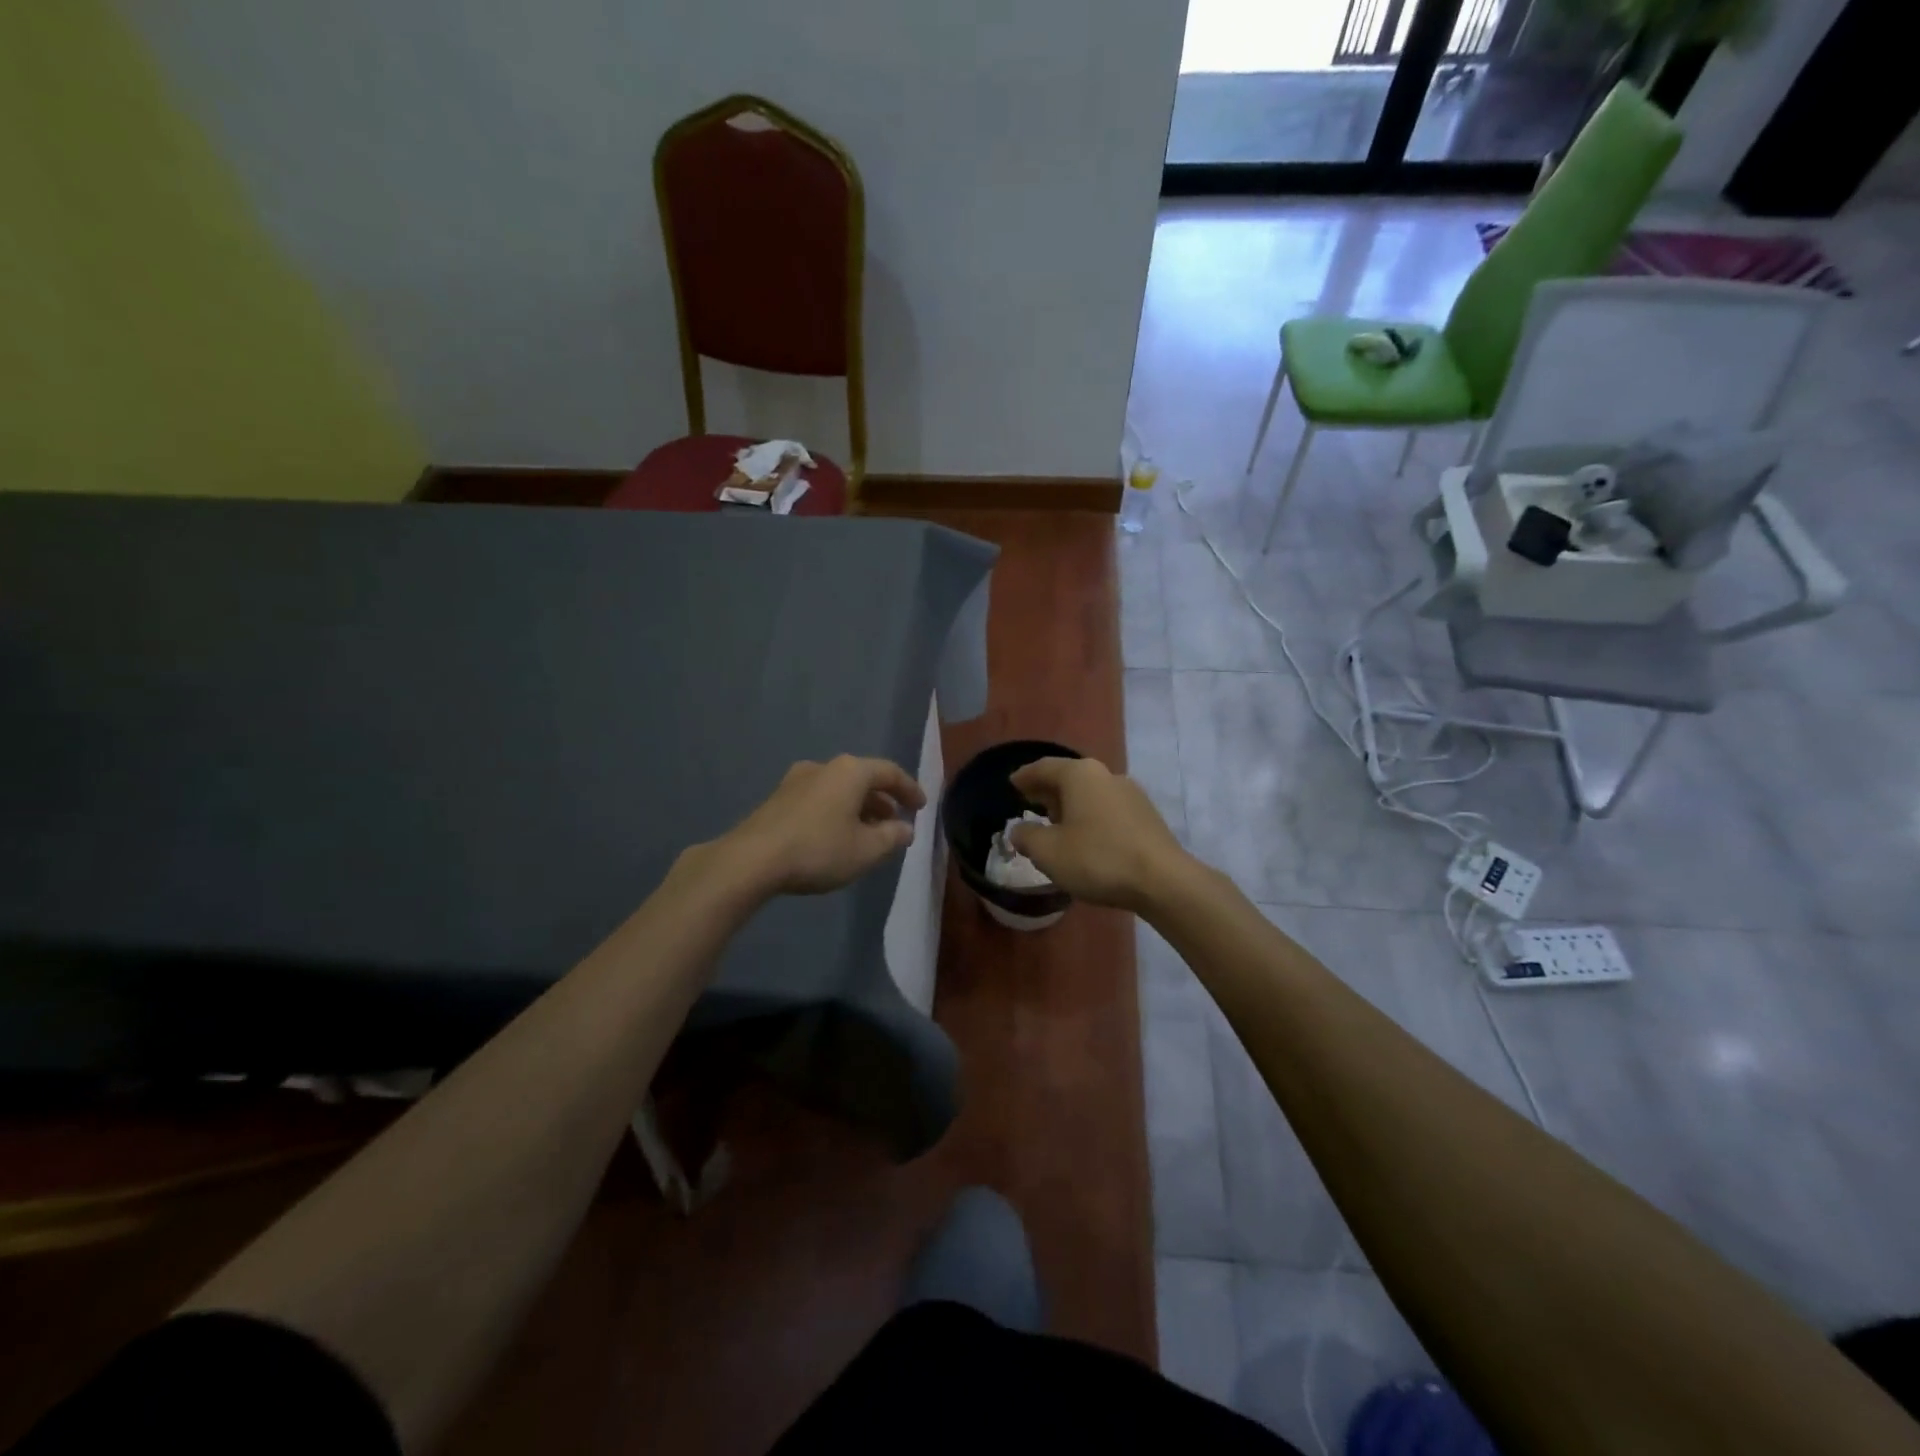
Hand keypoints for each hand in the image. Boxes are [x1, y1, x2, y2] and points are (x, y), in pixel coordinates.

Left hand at [718, 756, 926, 896]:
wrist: (752, 860)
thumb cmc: (818, 849)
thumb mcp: (866, 850)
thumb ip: (892, 837)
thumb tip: (906, 828)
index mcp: (850, 771)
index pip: (890, 772)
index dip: (909, 789)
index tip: (921, 807)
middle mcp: (824, 766)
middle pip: (863, 778)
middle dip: (883, 801)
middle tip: (896, 822)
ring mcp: (797, 780)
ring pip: (839, 789)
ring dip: (859, 808)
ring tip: (868, 833)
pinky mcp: (778, 799)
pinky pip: (820, 799)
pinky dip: (836, 812)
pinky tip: (837, 836)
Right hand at [1008, 757, 1191, 912]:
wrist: (1163, 880)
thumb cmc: (1098, 859)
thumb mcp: (1048, 852)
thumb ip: (1026, 837)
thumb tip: (1019, 830)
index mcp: (1079, 775)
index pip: (1043, 768)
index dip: (1024, 777)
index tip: (1011, 784)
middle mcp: (1106, 775)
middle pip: (1069, 777)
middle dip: (1047, 790)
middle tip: (1029, 802)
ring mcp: (1130, 793)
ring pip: (1090, 793)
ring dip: (1070, 805)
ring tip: (1055, 823)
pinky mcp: (1146, 815)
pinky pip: (1107, 808)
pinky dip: (1090, 816)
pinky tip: (1086, 837)